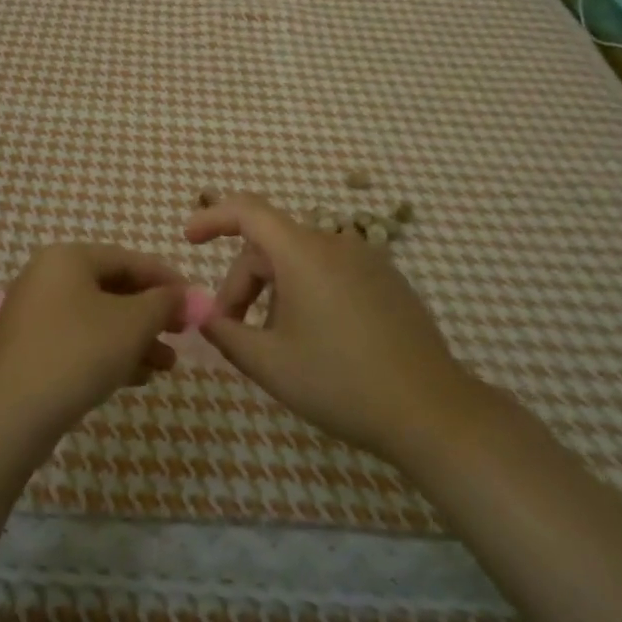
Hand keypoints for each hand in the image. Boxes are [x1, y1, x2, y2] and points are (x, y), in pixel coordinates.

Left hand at [0, 243, 188, 439]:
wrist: (9, 415)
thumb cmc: (78, 353)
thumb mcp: (132, 324)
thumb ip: (163, 303)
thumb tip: (184, 295)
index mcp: (68, 258)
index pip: (129, 259)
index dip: (167, 280)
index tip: (195, 303)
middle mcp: (47, 277)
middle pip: (113, 289)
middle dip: (151, 315)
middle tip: (182, 335)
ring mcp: (34, 315)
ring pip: (98, 319)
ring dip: (135, 339)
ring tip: (166, 366)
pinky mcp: (29, 350)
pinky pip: (79, 341)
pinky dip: (109, 353)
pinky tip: (137, 377)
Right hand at [185, 194, 480, 465]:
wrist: (432, 411)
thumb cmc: (341, 384)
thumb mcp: (270, 364)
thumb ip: (226, 334)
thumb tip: (203, 315)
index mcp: (303, 253)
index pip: (247, 210)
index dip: (212, 217)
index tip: (189, 240)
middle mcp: (335, 243)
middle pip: (270, 245)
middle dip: (242, 283)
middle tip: (232, 331)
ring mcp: (367, 259)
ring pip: (300, 261)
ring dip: (274, 292)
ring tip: (276, 344)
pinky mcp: (388, 280)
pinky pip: (331, 271)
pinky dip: (307, 292)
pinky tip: (316, 340)